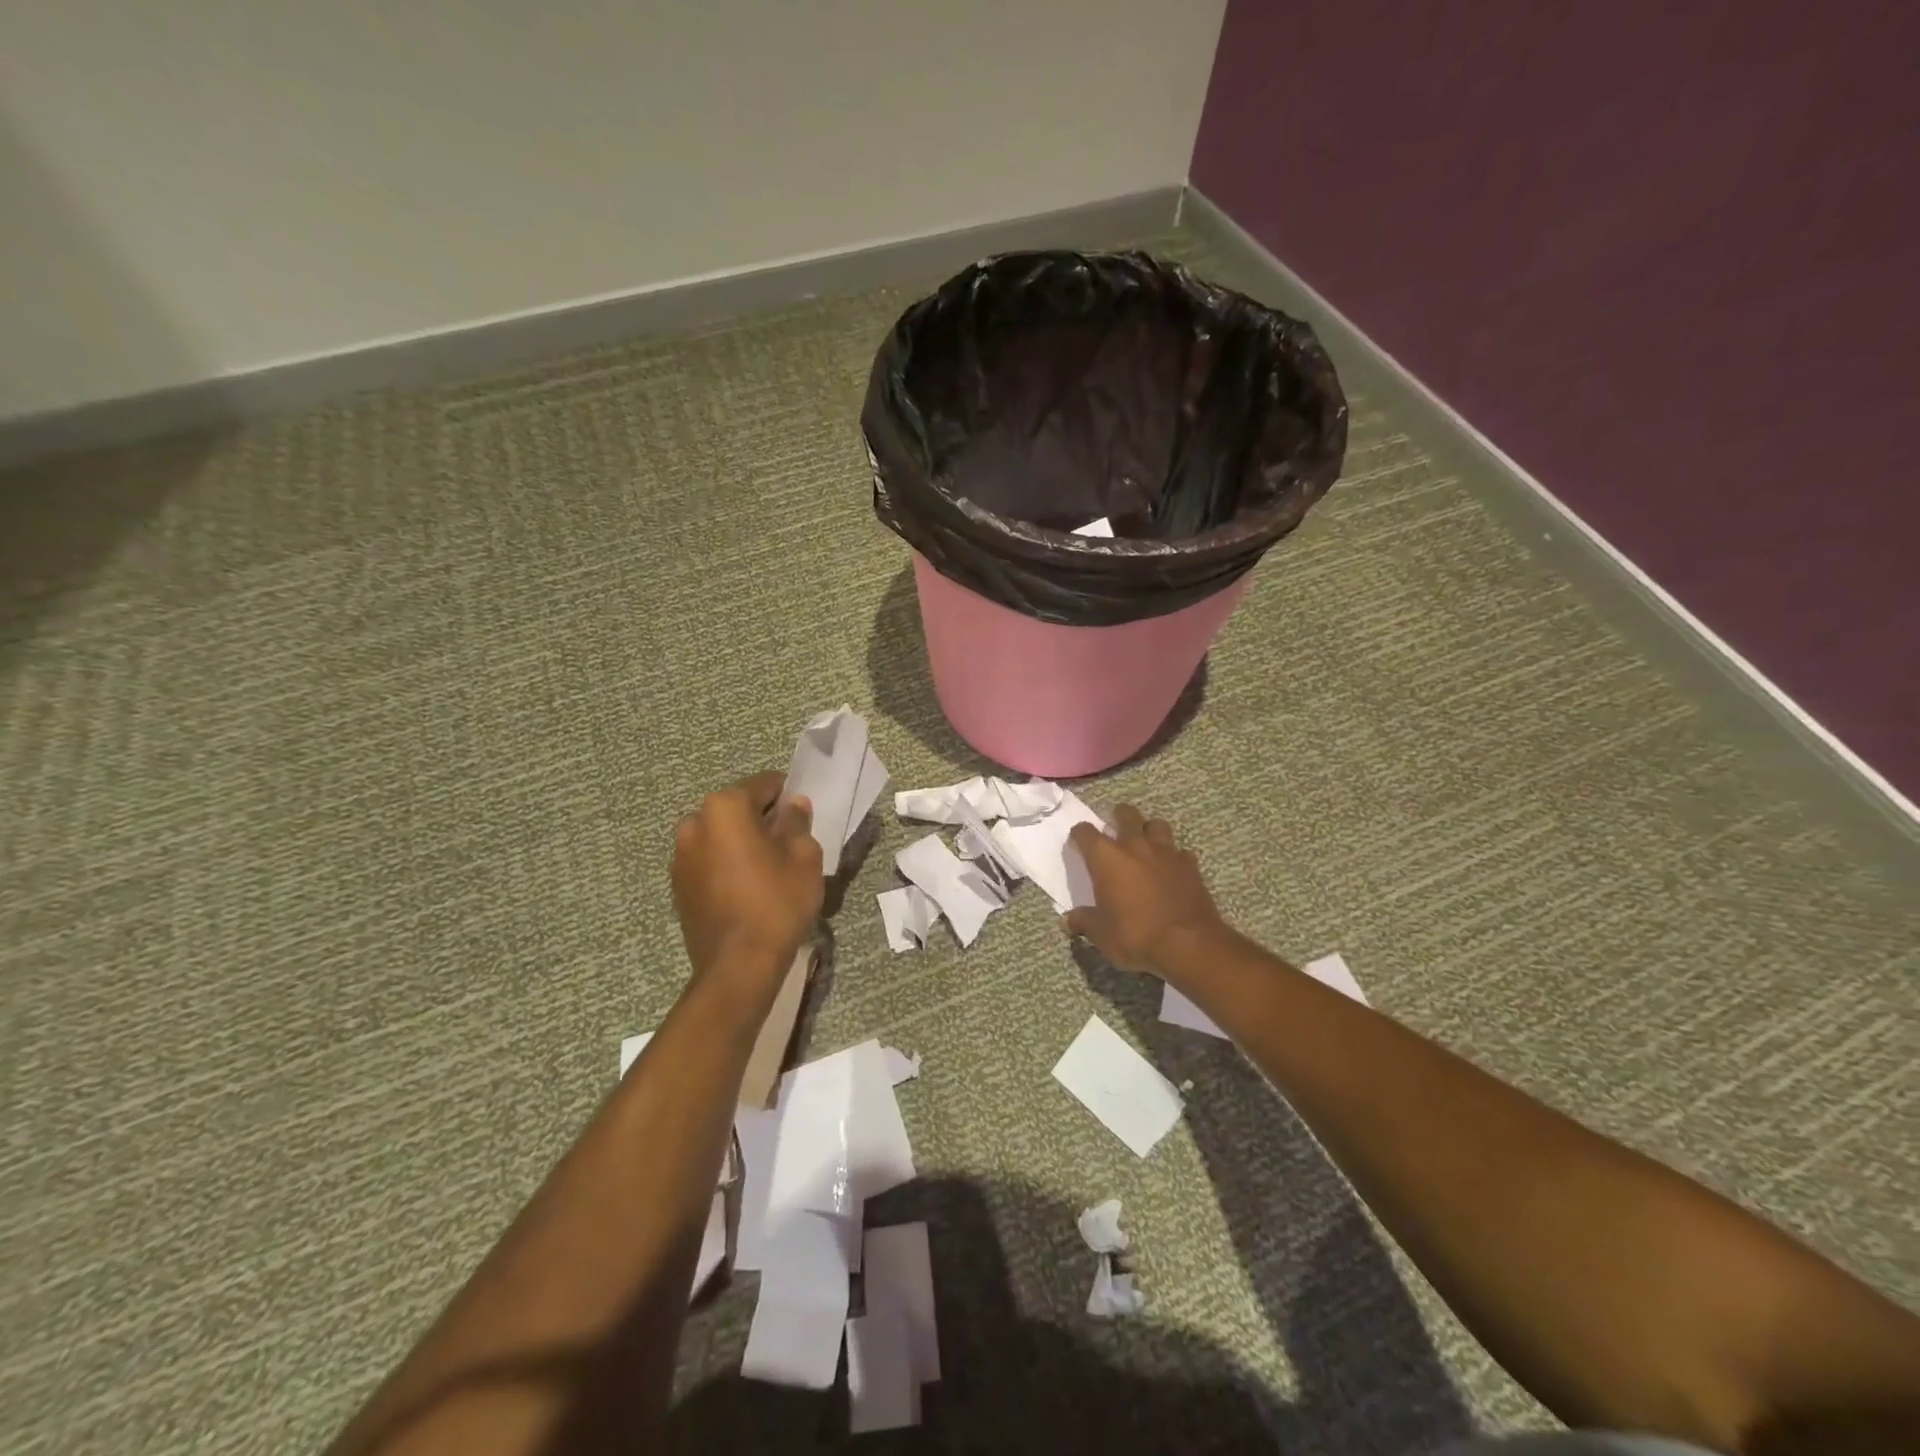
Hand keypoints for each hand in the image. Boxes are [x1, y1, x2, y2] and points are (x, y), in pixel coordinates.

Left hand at [671, 771, 823, 989]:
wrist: (738, 966)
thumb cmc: (776, 902)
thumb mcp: (804, 856)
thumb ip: (797, 822)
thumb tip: (793, 806)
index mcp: (724, 808)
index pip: (762, 785)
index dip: (786, 795)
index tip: (802, 812)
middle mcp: (694, 823)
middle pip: (737, 810)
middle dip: (761, 819)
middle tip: (788, 842)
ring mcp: (680, 857)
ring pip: (720, 836)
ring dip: (741, 843)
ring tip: (768, 868)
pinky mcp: (678, 886)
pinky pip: (709, 862)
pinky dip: (727, 865)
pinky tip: (748, 887)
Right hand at [1064, 805, 1228, 977]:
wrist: (1188, 944)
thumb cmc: (1136, 935)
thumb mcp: (1101, 934)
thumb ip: (1084, 922)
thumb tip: (1069, 920)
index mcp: (1107, 858)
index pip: (1085, 832)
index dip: (1079, 835)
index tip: (1078, 844)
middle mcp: (1135, 846)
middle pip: (1126, 814)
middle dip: (1119, 817)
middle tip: (1115, 829)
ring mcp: (1166, 853)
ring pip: (1157, 825)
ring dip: (1149, 830)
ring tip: (1145, 844)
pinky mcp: (1191, 866)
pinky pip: (1180, 852)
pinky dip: (1173, 857)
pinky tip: (1171, 869)